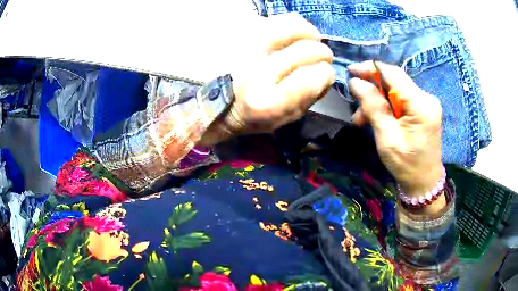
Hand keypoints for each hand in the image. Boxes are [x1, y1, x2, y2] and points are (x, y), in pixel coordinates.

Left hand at [200, 13, 334, 145]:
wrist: (217, 102)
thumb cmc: (255, 113)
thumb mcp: (285, 118)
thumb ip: (310, 97)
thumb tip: (327, 71)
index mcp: (268, 103)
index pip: (313, 77)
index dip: (326, 73)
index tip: (325, 73)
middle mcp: (255, 73)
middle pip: (305, 50)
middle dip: (322, 52)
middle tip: (323, 55)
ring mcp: (244, 49)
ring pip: (289, 26)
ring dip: (309, 31)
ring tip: (312, 37)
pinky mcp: (237, 34)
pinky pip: (272, 19)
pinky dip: (290, 23)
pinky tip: (292, 32)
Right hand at [348, 61, 442, 196]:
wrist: (424, 182)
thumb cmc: (407, 165)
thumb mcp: (387, 138)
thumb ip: (373, 107)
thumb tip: (356, 82)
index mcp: (421, 104)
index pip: (393, 74)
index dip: (370, 69)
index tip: (350, 71)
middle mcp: (426, 97)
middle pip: (394, 81)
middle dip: (372, 90)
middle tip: (356, 107)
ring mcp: (425, 102)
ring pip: (395, 90)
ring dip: (377, 101)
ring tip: (362, 120)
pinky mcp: (423, 108)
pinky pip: (400, 99)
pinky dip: (386, 106)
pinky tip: (376, 119)